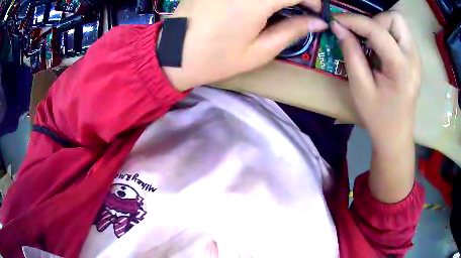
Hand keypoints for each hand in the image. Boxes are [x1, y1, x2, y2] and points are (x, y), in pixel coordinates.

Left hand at [163, 0, 326, 90]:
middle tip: (300, 9)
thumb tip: (318, 22)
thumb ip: (292, 31)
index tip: (316, 11)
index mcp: (256, 1)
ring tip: (282, 8)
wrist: (173, 55)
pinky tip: (258, 6)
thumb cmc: (216, 59)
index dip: (312, 0)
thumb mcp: (259, 51)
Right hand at [331, 12, 421, 202]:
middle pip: (396, 18)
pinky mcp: (415, 58)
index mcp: (401, 68)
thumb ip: (350, 53)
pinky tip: (380, 47)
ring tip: (371, 41)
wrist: (396, 135)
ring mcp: (416, 57)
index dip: (354, 20)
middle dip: (375, 21)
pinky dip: (387, 32)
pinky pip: (401, 33)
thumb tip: (338, 26)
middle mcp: (413, 58)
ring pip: (399, 23)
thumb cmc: (378, 116)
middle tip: (364, 36)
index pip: (377, 30)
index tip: (337, 20)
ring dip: (382, 25)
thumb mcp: (360, 87)